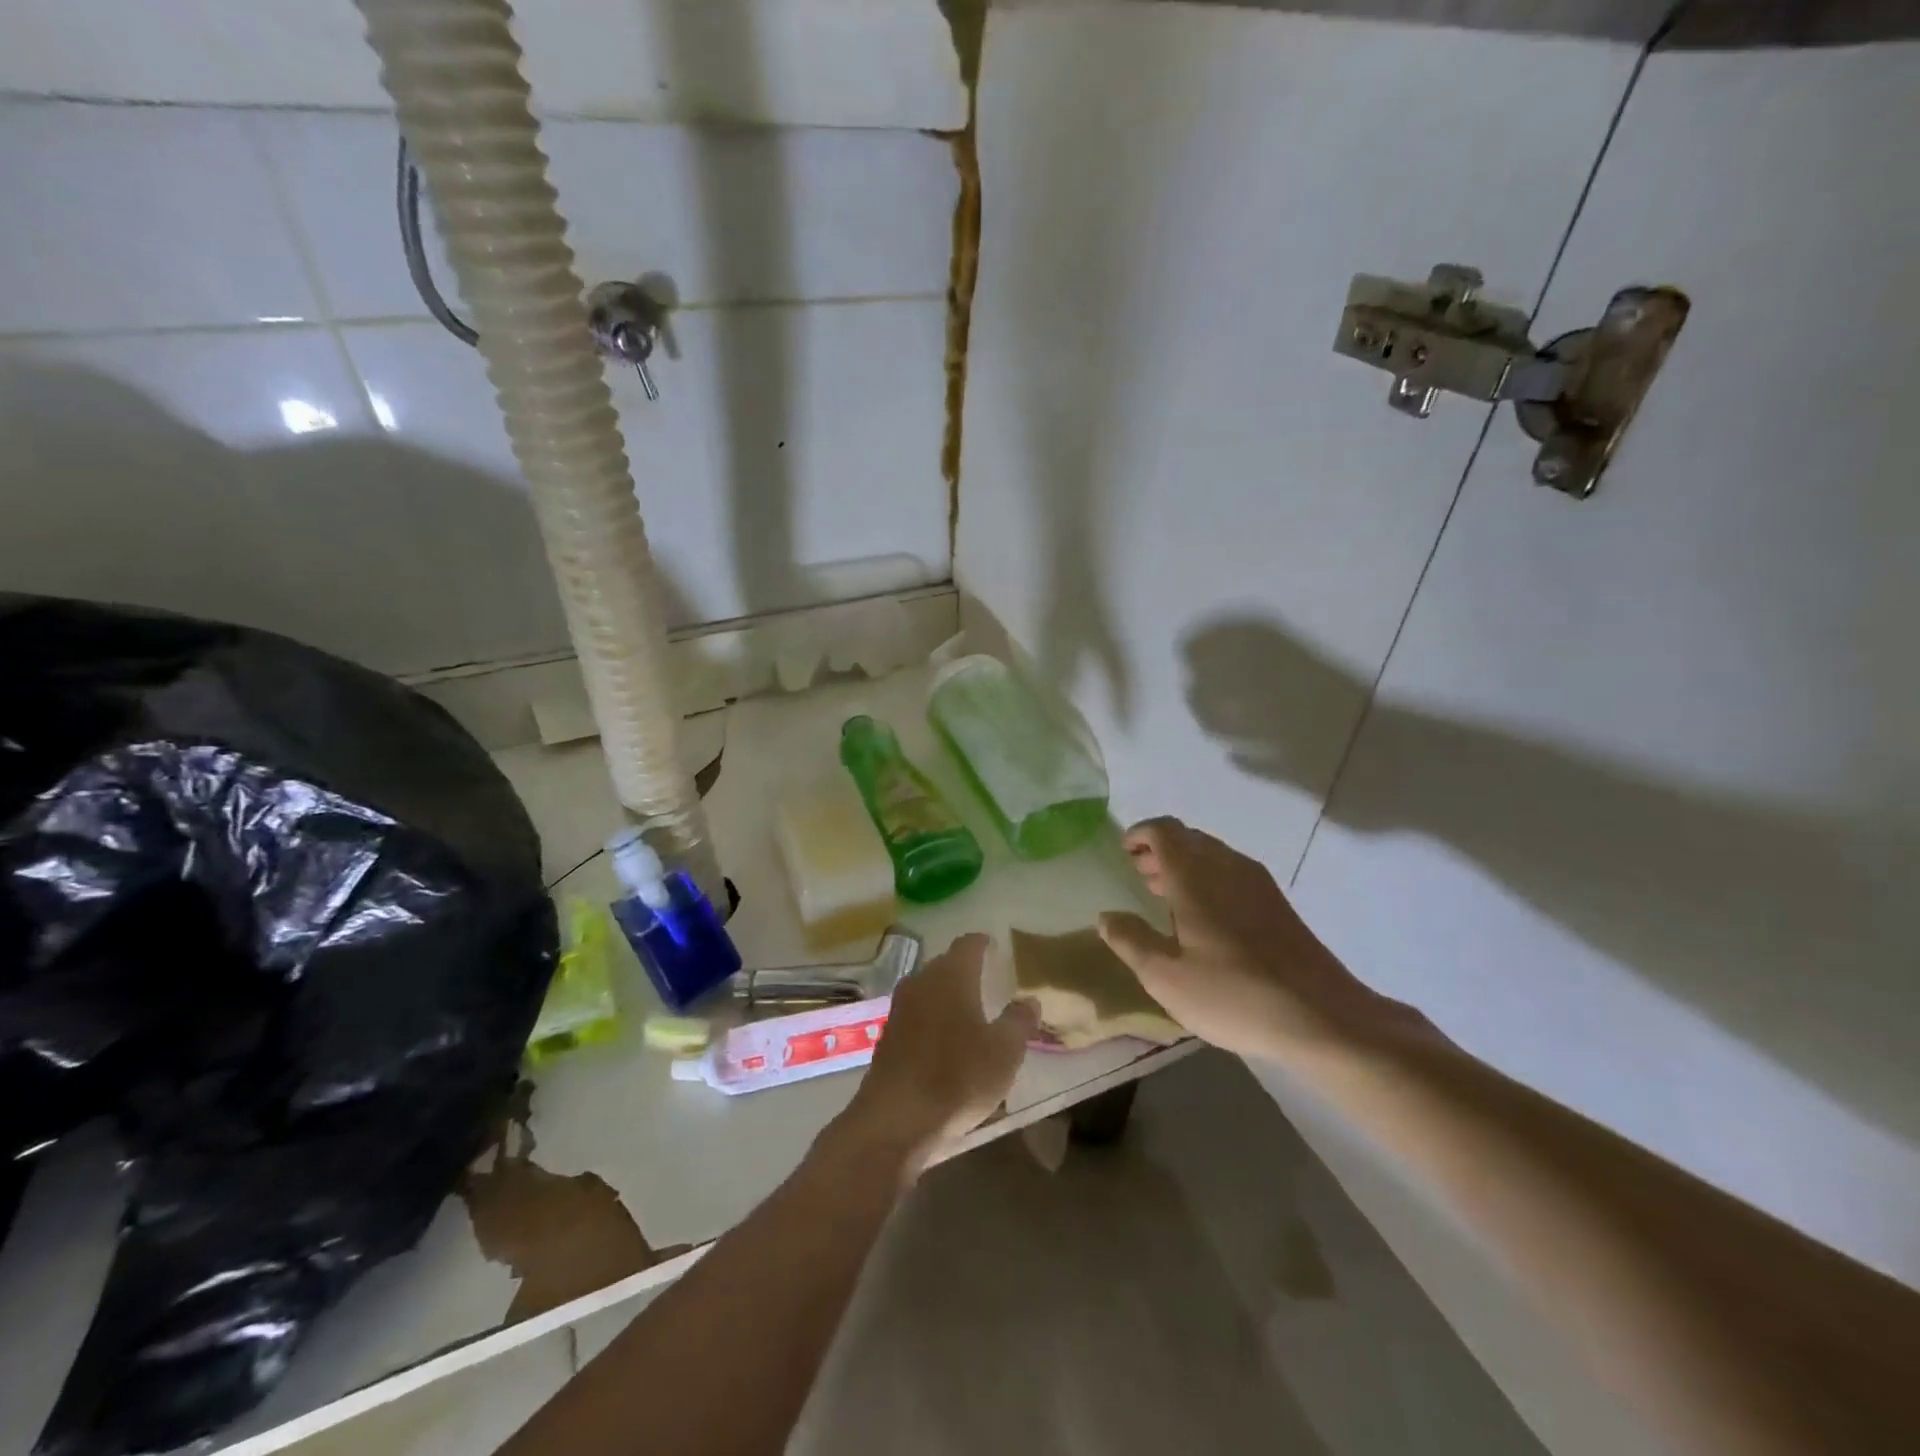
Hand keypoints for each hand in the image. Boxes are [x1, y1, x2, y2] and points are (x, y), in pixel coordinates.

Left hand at [842, 934, 1037, 1174]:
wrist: (896, 1118)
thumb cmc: (958, 1076)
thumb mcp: (1004, 1051)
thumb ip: (1019, 1021)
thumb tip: (1028, 1000)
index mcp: (951, 975)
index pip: (968, 944)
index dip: (983, 943)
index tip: (994, 946)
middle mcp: (921, 982)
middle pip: (945, 964)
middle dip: (965, 969)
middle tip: (987, 979)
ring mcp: (900, 1008)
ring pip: (928, 990)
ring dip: (947, 995)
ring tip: (968, 1010)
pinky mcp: (888, 1037)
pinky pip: (917, 1015)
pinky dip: (933, 1018)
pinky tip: (945, 1040)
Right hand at [1097, 818, 1386, 1058]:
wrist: (1322, 1016)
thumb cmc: (1233, 994)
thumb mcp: (1166, 977)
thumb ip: (1130, 941)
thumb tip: (1105, 917)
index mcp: (1194, 875)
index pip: (1163, 830)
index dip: (1140, 834)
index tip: (1123, 852)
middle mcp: (1226, 866)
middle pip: (1188, 837)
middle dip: (1159, 849)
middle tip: (1138, 873)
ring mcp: (1256, 882)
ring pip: (1212, 854)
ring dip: (1184, 864)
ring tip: (1163, 894)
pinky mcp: (1276, 903)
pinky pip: (1231, 872)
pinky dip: (1208, 878)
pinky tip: (1203, 916)